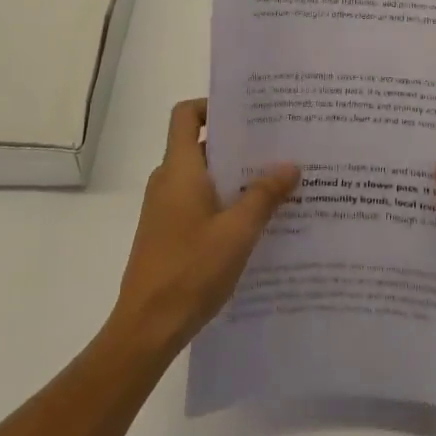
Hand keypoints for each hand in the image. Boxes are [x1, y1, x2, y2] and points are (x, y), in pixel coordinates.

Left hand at [109, 98, 299, 357]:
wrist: (145, 329)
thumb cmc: (190, 271)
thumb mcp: (237, 232)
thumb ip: (264, 195)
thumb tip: (290, 165)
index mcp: (179, 169)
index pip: (186, 114)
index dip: (212, 106)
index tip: (247, 114)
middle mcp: (168, 180)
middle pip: (201, 144)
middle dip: (238, 144)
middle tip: (278, 146)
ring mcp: (165, 208)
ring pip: (203, 176)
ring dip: (235, 177)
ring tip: (275, 183)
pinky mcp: (167, 232)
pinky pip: (198, 201)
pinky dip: (224, 201)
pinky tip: (255, 221)